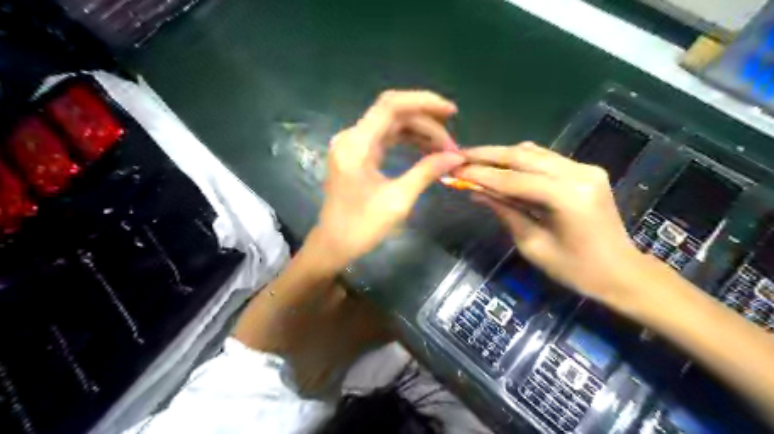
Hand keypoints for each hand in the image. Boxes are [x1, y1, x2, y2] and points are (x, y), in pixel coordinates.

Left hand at [308, 90, 465, 270]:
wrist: (334, 245)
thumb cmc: (361, 227)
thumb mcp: (398, 200)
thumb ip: (426, 172)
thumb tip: (456, 157)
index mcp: (356, 145)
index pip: (391, 105)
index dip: (423, 102)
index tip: (451, 112)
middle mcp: (352, 137)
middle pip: (394, 115)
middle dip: (426, 125)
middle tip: (452, 147)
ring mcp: (353, 145)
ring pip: (391, 125)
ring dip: (419, 133)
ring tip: (444, 150)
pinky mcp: (357, 155)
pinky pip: (385, 138)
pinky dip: (407, 141)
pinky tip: (426, 151)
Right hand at [454, 144, 645, 299]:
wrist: (621, 272)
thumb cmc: (575, 270)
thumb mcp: (532, 245)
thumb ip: (505, 212)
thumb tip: (475, 191)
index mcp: (566, 197)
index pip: (512, 179)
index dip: (480, 174)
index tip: (453, 169)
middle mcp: (578, 174)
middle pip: (523, 156)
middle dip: (487, 155)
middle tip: (459, 156)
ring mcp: (585, 168)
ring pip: (533, 153)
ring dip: (501, 155)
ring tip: (474, 159)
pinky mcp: (586, 170)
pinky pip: (545, 159)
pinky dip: (520, 161)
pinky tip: (501, 165)